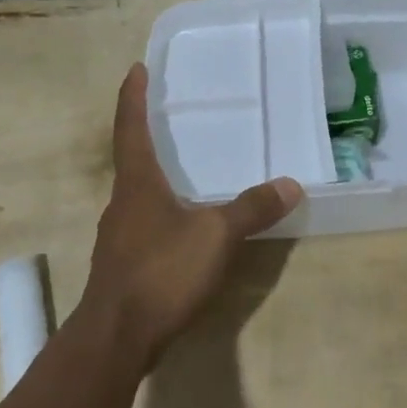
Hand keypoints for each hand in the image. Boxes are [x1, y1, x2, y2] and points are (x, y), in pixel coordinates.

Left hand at [81, 64, 303, 366]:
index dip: (132, 97)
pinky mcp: (124, 266)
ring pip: (139, 195)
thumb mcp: (215, 236)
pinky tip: (185, 226)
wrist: (115, 339)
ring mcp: (120, 237)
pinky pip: (146, 225)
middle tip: (170, 117)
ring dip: (156, 177)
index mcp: (137, 184)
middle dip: (147, 135)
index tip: (135, 69)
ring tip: (185, 169)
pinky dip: (164, 212)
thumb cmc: (161, 272)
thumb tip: (291, 184)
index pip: (131, 128)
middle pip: (132, 159)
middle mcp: (123, 203)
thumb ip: (252, 208)